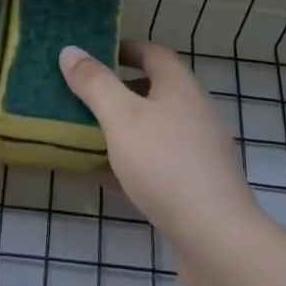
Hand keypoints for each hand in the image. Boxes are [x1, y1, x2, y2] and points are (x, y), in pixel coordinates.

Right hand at [59, 40, 261, 260]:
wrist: (216, 236)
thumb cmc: (165, 164)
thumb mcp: (121, 118)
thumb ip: (94, 83)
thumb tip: (70, 50)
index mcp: (180, 86)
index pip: (152, 52)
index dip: (123, 48)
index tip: (93, 54)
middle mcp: (194, 110)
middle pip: (153, 89)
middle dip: (118, 90)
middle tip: (83, 95)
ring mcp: (199, 148)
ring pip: (154, 127)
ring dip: (123, 128)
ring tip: (87, 134)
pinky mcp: (197, 183)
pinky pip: (158, 161)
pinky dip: (132, 162)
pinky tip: (105, 177)